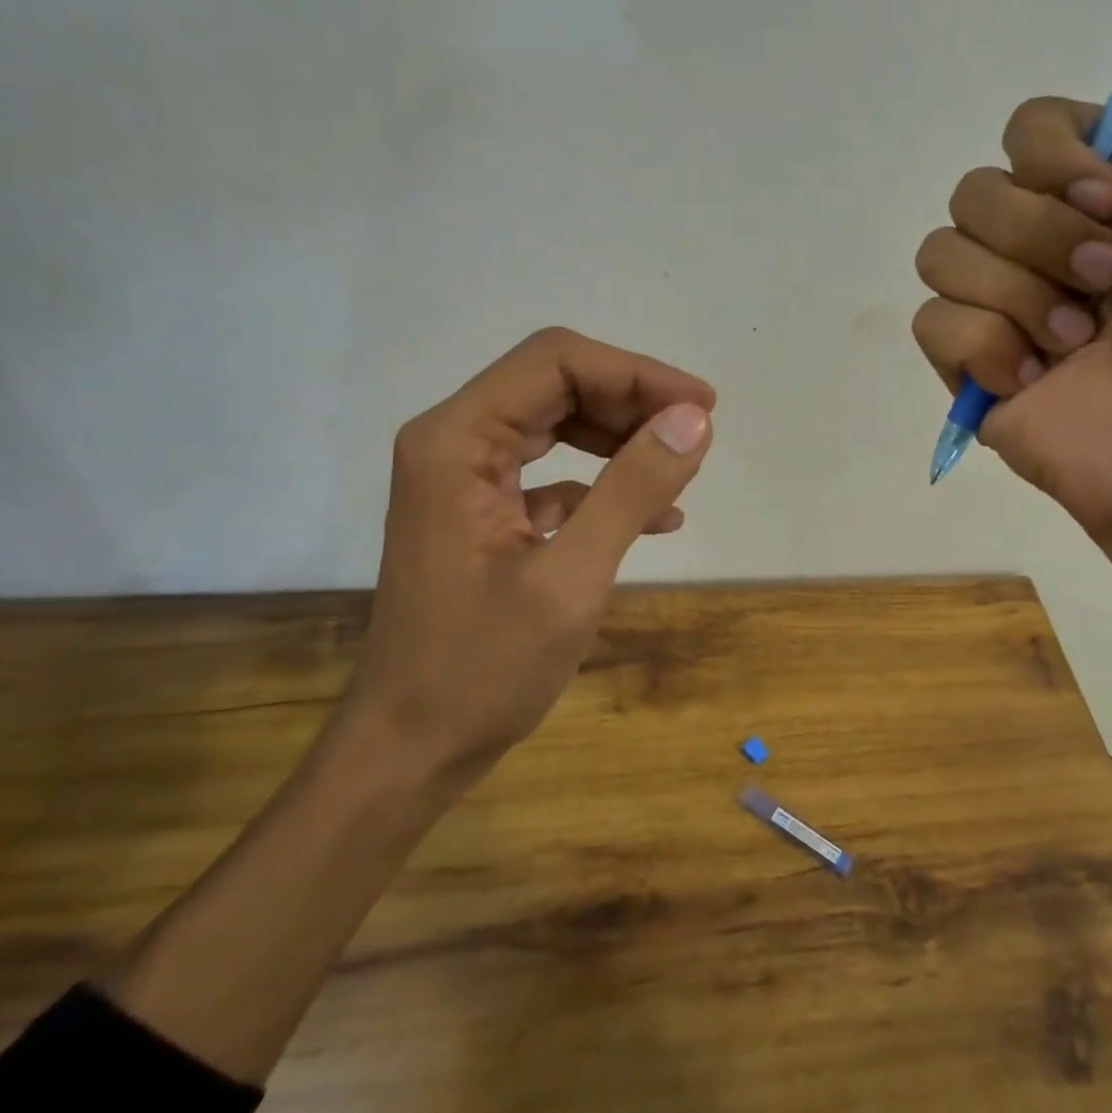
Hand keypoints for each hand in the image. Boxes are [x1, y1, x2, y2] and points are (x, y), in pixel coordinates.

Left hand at [346, 327, 714, 791]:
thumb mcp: (570, 579)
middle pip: (555, 384)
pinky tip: (653, 517)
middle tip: (696, 436)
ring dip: (621, 439)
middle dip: (632, 402)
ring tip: (680, 471)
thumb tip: (693, 419)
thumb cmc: (481, 670)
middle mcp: (453, 442)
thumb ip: (631, 489)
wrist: (410, 750)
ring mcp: (464, 478)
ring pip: (556, 424)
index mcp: (457, 440)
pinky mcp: (481, 512)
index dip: (636, 373)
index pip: (556, 362)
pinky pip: (550, 473)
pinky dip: (602, 483)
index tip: (701, 407)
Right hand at [913, 0, 1111, 551]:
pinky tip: (1037, 380)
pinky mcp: (972, 371)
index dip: (1057, 155)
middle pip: (975, 190)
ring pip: (942, 253)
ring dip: (1019, 293)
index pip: (1026, 129)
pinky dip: (986, 347)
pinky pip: (932, 322)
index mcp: (1108, 194)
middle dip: (1043, 234)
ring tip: (1078, 343)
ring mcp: (1005, 311)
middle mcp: (1050, 245)